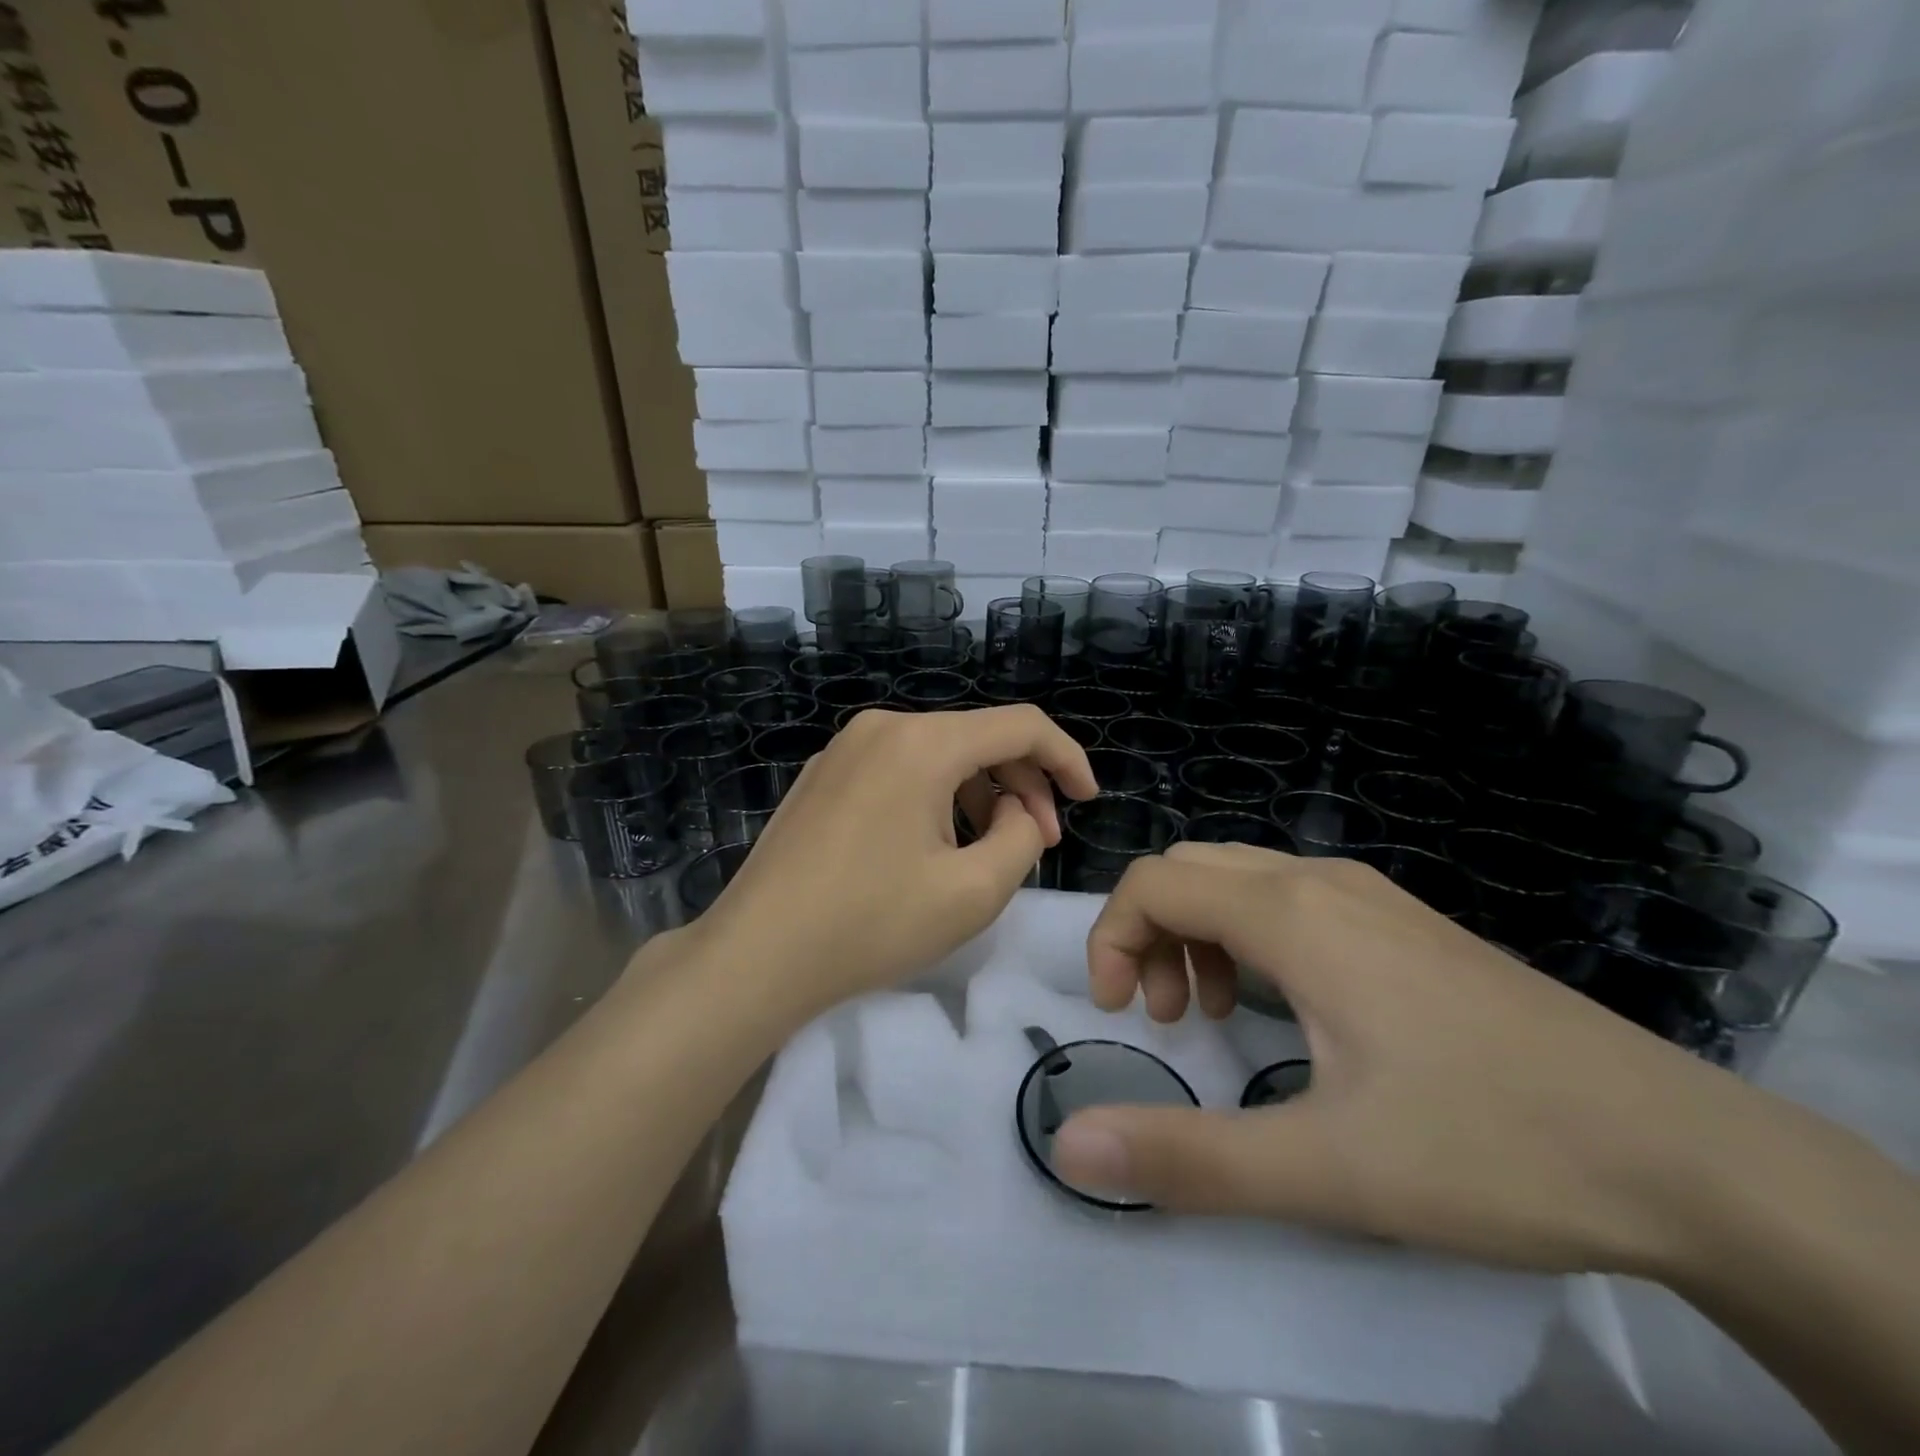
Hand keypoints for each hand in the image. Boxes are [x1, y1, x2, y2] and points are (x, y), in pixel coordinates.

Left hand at [688, 706, 1096, 1020]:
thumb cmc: (871, 924)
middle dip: (1021, 785)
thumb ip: (1021, 838)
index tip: (1087, 801)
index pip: (1021, 726)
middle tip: (1039, 842)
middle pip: (977, 738)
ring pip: (938, 754)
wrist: (755, 954)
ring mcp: (845, 747)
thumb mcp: (973, 892)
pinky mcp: (823, 774)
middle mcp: (883, 727)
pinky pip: (900, 768)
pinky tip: (933, 845)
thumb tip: (1015, 811)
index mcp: (923, 742)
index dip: (1066, 759)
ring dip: (978, 793)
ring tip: (987, 851)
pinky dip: (935, 796)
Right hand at [1052, 844, 1753, 1275]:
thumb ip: (1187, 1156)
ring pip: (1240, 878)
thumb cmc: (1490, 1146)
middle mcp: (1321, 882)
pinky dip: (1248, 935)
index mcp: (1292, 915)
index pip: (1154, 882)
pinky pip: (1288, 898)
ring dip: (1197, 933)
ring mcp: (1370, 896)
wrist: (1687, 1154)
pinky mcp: (1403, 923)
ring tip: (1213, 1014)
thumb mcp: (1326, 1168)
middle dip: (1149, 931)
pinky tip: (1285, 1008)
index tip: (1118, 1014)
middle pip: (1191, 868)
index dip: (1111, 938)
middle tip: (1165, 1015)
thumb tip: (1070, 1146)